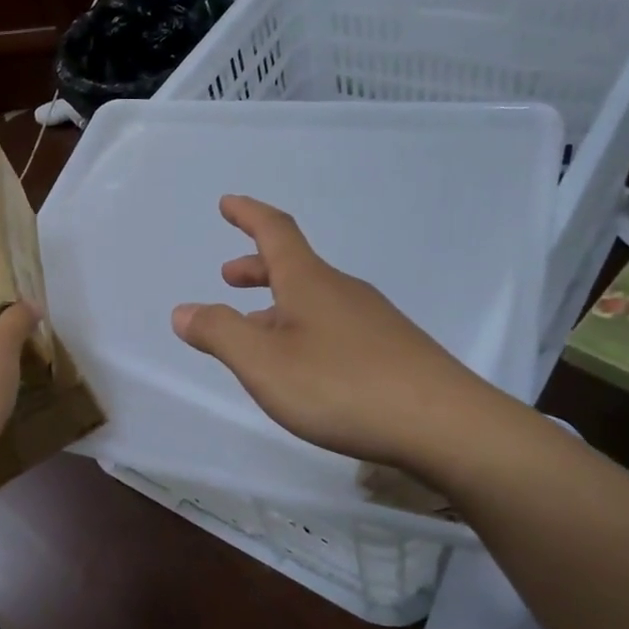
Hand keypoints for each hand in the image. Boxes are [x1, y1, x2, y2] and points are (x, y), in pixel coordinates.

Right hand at [171, 195, 507, 478]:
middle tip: (229, 277)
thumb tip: (183, 311)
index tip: (228, 203)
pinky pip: (335, 327)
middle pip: (295, 267)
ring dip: (278, 305)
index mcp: (309, 283)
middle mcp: (342, 291)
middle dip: (257, 268)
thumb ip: (219, 334)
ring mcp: (373, 321)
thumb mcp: (263, 363)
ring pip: (314, 301)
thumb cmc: (341, 386)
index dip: (248, 215)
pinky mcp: (392, 352)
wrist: (445, 425)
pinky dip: (304, 330)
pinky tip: (304, 366)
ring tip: (255, 333)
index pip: (275, 232)